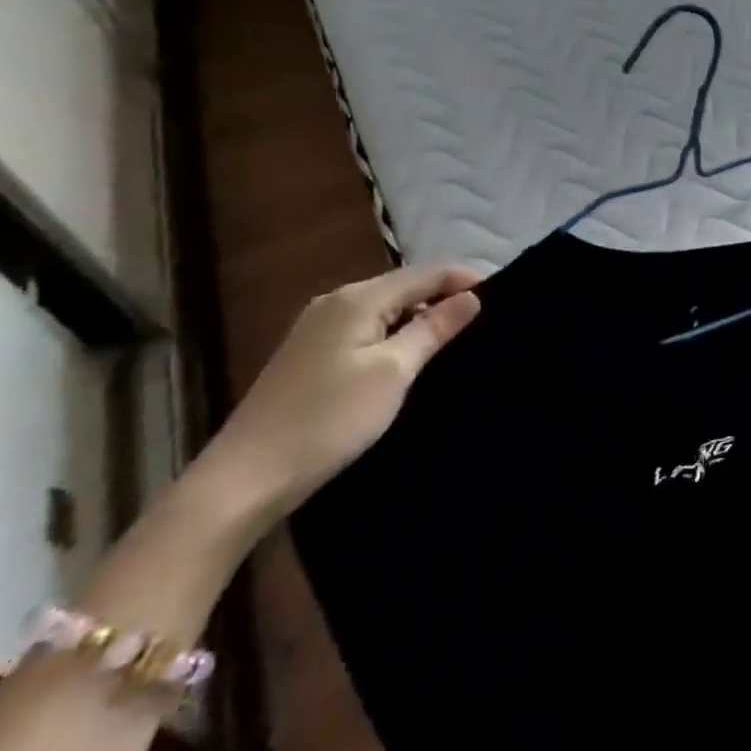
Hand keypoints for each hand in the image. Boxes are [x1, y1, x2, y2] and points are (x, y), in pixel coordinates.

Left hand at [194, 264, 482, 528]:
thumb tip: (472, 297)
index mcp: (357, 299)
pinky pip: (367, 329)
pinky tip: (410, 358)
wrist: (247, 478)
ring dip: (421, 317)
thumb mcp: (393, 372)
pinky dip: (396, 334)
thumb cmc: (329, 419)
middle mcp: (335, 303)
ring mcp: (318, 329)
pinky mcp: (311, 355)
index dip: (464, 280)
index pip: (425, 272)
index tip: (503, 299)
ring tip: (456, 339)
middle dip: (444, 297)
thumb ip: (433, 329)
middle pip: (404, 287)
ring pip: (386, 309)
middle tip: (485, 321)